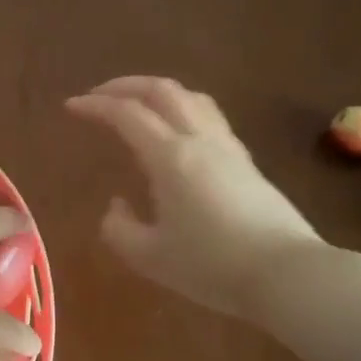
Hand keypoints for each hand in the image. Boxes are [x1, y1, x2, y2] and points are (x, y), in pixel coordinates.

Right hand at [66, 76, 322, 319]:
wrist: (288, 275)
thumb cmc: (213, 266)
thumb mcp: (151, 257)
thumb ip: (120, 229)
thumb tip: (117, 206)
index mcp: (170, 157)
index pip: (127, 114)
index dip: (95, 105)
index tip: (72, 106)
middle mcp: (199, 140)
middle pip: (162, 90)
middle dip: (125, 85)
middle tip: (99, 95)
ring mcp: (228, 147)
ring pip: (191, 97)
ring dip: (157, 92)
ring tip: (137, 104)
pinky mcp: (246, 161)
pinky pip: (209, 116)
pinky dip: (182, 109)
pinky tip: (176, 132)